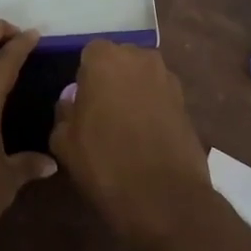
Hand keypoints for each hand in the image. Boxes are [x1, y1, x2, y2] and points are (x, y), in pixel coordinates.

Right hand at [50, 40, 210, 248]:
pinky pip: (160, 97)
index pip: (89, 53)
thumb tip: (72, 102)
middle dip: (110, 79)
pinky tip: (145, 137)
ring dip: (133, 93)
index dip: (84, 77)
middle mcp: (140, 58)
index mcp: (105, 59)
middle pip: (120, 61)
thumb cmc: (105, 162)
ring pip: (142, 78)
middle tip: (100, 112)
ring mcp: (168, 79)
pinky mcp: (186, 103)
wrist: (164, 196)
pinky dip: (152, 109)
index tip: (81, 102)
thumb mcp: (64, 141)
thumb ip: (64, 112)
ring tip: (124, 127)